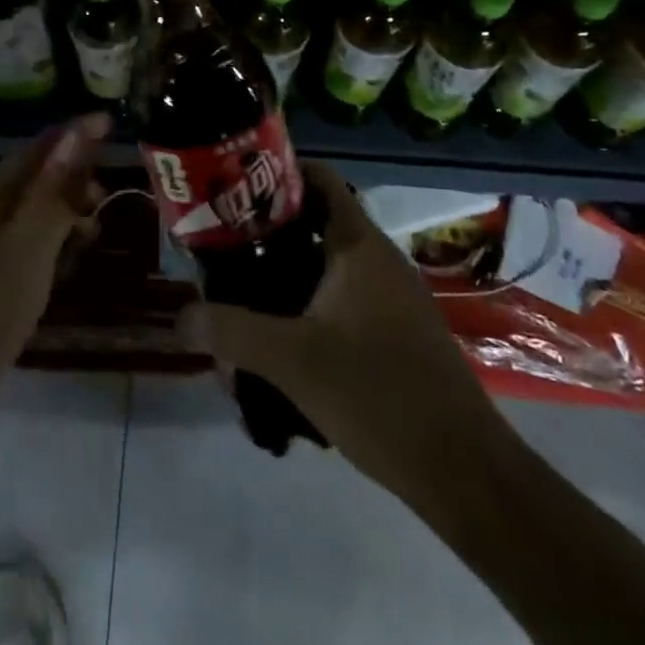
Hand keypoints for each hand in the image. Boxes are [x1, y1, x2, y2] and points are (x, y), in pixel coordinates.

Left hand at [0, 115, 109, 490]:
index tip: (111, 122)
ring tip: (94, 230)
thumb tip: (78, 133)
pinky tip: (63, 264)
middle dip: (73, 174)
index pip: (38, 149)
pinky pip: (24, 242)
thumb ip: (52, 194)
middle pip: (33, 177)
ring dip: (64, 208)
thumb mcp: (25, 251)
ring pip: (30, 211)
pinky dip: (51, 241)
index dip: (74, 134)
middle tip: (107, 192)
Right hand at [180, 161, 514, 513]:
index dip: (277, 172)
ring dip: (282, 278)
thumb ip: (231, 332)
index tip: (232, 186)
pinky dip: (305, 308)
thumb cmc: (380, 395)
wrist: (464, 471)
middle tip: (220, 247)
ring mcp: (389, 297)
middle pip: (313, 224)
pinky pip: (339, 301)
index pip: (319, 179)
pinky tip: (277, 345)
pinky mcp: (393, 332)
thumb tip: (179, 317)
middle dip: (265, 234)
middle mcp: (376, 260)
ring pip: (324, 268)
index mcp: (359, 246)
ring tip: (238, 298)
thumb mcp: (292, 361)